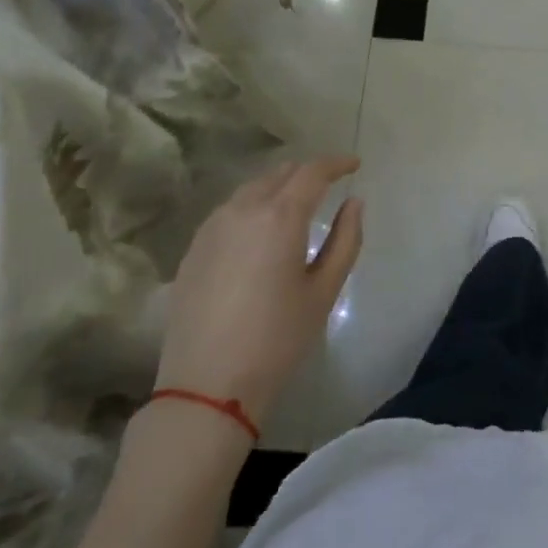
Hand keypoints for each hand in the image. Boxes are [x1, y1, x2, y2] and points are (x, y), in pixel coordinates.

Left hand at [155, 156, 363, 424]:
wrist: (207, 384)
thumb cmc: (277, 339)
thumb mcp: (324, 291)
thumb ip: (345, 239)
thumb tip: (354, 203)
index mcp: (279, 217)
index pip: (312, 172)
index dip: (336, 163)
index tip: (354, 165)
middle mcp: (242, 210)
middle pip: (279, 173)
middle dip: (307, 172)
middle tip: (329, 184)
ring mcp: (211, 227)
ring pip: (251, 189)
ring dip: (278, 187)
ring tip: (296, 204)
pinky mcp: (193, 248)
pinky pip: (229, 210)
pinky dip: (253, 206)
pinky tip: (260, 230)